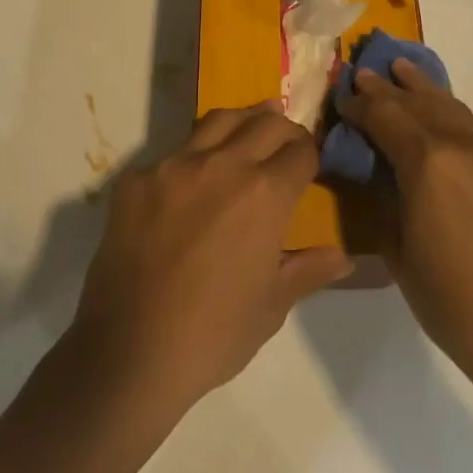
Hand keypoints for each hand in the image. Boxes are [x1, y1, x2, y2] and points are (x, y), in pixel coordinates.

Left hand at [67, 105, 352, 417]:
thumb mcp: (272, 305)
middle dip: (283, 129)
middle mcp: (222, 164)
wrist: (130, 351)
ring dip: (242, 122)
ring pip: (217, 121)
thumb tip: (342, 257)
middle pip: (264, 123)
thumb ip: (308, 270)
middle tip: (286, 141)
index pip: (301, 150)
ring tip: (249, 127)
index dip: (311, 154)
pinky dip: (193, 156)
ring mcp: (174, 166)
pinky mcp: (136, 179)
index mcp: (265, 193)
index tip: (311, 163)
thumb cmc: (215, 333)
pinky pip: (173, 153)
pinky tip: (192, 179)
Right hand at [340, 60, 472, 396]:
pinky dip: (451, 117)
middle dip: (388, 88)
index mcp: (429, 163)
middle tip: (365, 72)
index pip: (385, 117)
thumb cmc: (451, 302)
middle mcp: (465, 146)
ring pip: (453, 109)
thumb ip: (387, 197)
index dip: (360, 106)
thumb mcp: (399, 249)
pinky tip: (443, 119)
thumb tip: (380, 169)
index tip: (342, 98)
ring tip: (404, 71)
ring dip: (424, 90)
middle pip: (419, 104)